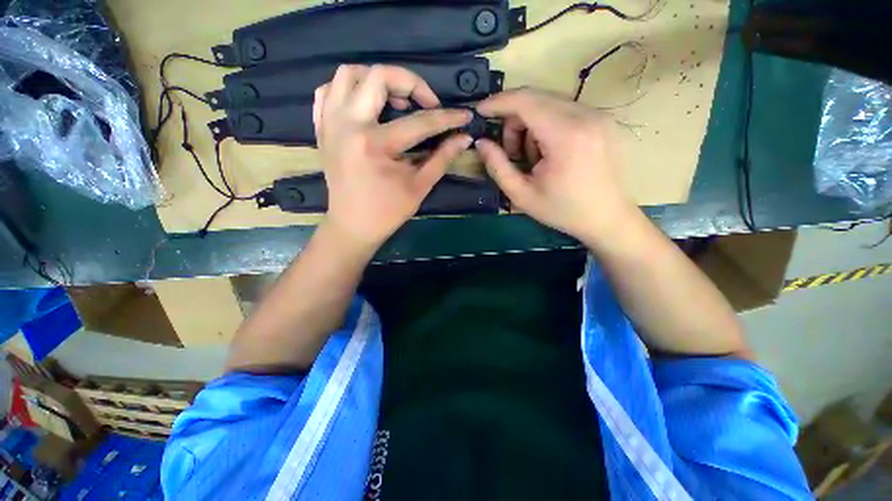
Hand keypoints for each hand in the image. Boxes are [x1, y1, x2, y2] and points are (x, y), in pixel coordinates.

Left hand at [314, 64, 472, 249]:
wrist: (352, 225)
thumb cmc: (387, 212)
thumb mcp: (419, 187)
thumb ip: (442, 158)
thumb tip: (463, 138)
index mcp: (376, 145)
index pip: (420, 122)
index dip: (447, 117)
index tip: (464, 115)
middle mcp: (349, 125)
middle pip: (379, 76)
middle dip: (411, 83)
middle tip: (426, 103)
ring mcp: (330, 124)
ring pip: (348, 74)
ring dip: (376, 79)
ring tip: (395, 99)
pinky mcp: (322, 129)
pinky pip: (328, 91)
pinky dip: (349, 89)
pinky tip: (365, 104)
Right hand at [474, 89, 636, 243]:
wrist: (608, 218)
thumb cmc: (563, 211)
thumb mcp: (522, 195)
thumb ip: (497, 166)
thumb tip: (481, 142)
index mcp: (566, 136)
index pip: (525, 101)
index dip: (498, 102)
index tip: (480, 111)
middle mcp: (586, 116)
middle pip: (536, 98)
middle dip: (514, 120)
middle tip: (510, 151)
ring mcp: (599, 115)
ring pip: (549, 103)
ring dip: (531, 125)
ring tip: (533, 158)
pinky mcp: (604, 120)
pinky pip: (565, 110)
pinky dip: (547, 126)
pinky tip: (549, 153)